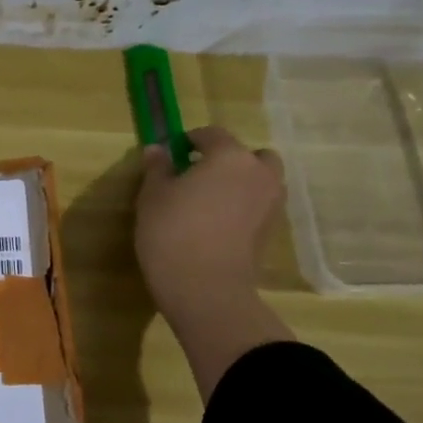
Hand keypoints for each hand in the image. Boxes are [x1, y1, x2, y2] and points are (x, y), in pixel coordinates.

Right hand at [135, 126, 294, 396]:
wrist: (205, 289)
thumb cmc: (173, 232)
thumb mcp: (153, 196)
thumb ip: (158, 169)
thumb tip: (158, 150)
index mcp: (230, 157)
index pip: (212, 134)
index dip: (191, 139)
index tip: (173, 151)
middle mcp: (259, 174)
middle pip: (250, 155)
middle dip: (228, 160)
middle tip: (199, 175)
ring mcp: (270, 205)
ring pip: (259, 182)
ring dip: (239, 184)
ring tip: (208, 202)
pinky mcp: (270, 233)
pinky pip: (257, 208)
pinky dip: (242, 208)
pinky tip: (216, 225)